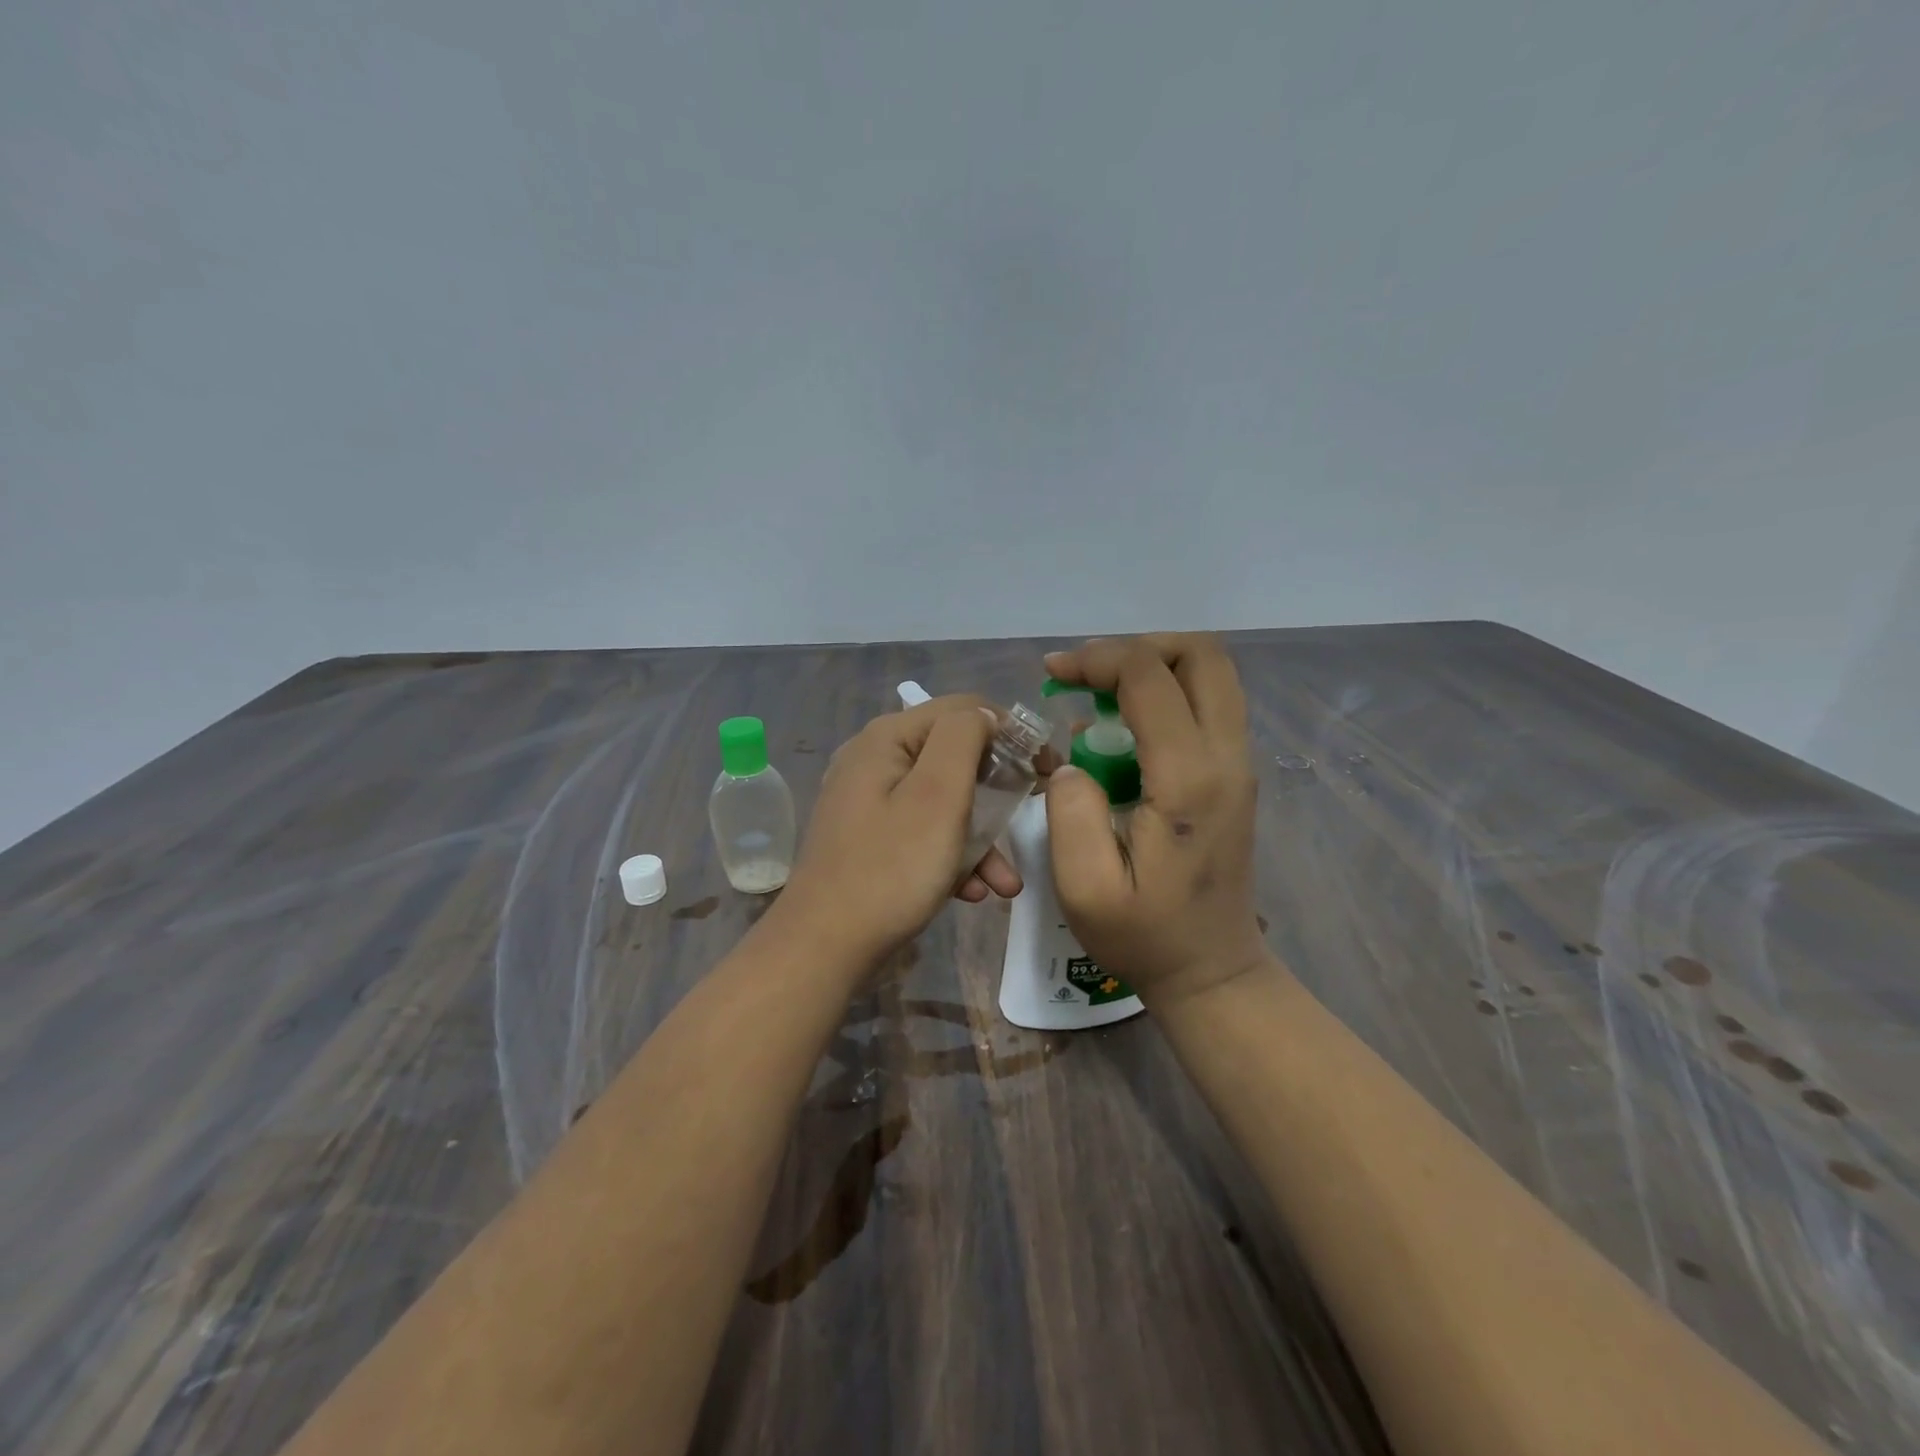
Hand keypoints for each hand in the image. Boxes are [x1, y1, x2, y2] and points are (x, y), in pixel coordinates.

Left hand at [774, 696, 1023, 968]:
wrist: (824, 947)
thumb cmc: (891, 868)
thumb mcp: (938, 795)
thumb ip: (963, 739)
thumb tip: (983, 716)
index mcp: (887, 738)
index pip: (964, 709)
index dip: (1011, 732)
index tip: (1046, 769)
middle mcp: (873, 759)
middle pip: (954, 756)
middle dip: (997, 793)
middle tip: (1030, 817)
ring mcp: (868, 801)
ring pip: (942, 802)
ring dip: (980, 837)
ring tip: (1006, 883)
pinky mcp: (869, 838)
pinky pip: (922, 832)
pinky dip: (952, 856)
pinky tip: (972, 892)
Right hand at [1042, 635, 1270, 1005]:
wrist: (1211, 970)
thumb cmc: (1144, 935)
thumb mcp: (1084, 886)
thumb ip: (1069, 811)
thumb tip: (1073, 761)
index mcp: (1189, 778)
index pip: (1149, 677)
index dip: (1096, 660)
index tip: (1053, 674)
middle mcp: (1226, 757)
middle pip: (1202, 654)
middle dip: (1137, 647)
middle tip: (1087, 675)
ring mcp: (1238, 764)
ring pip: (1211, 674)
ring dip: (1152, 668)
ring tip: (1098, 696)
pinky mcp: (1234, 774)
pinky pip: (1207, 705)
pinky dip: (1164, 695)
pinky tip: (1120, 731)